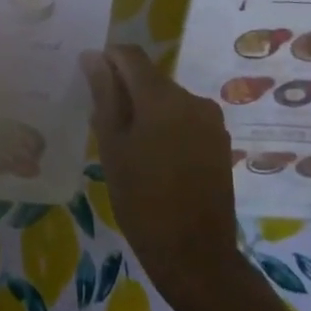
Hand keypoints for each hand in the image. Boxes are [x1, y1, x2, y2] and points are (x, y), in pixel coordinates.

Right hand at [83, 45, 243, 310]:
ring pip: (167, 99)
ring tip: (129, 147)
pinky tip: (155, 159)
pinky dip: (166, 126)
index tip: (91, 83)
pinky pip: (185, 119)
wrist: (195, 255)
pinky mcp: (220, 142)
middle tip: (104, 125)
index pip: (130, 54)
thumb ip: (104, 95)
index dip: (107, 60)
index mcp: (162, 96)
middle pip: (150, 77)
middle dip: (125, 90)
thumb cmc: (141, 200)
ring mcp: (211, 121)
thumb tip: (93, 57)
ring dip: (146, 110)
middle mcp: (192, 99)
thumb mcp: (112, 145)